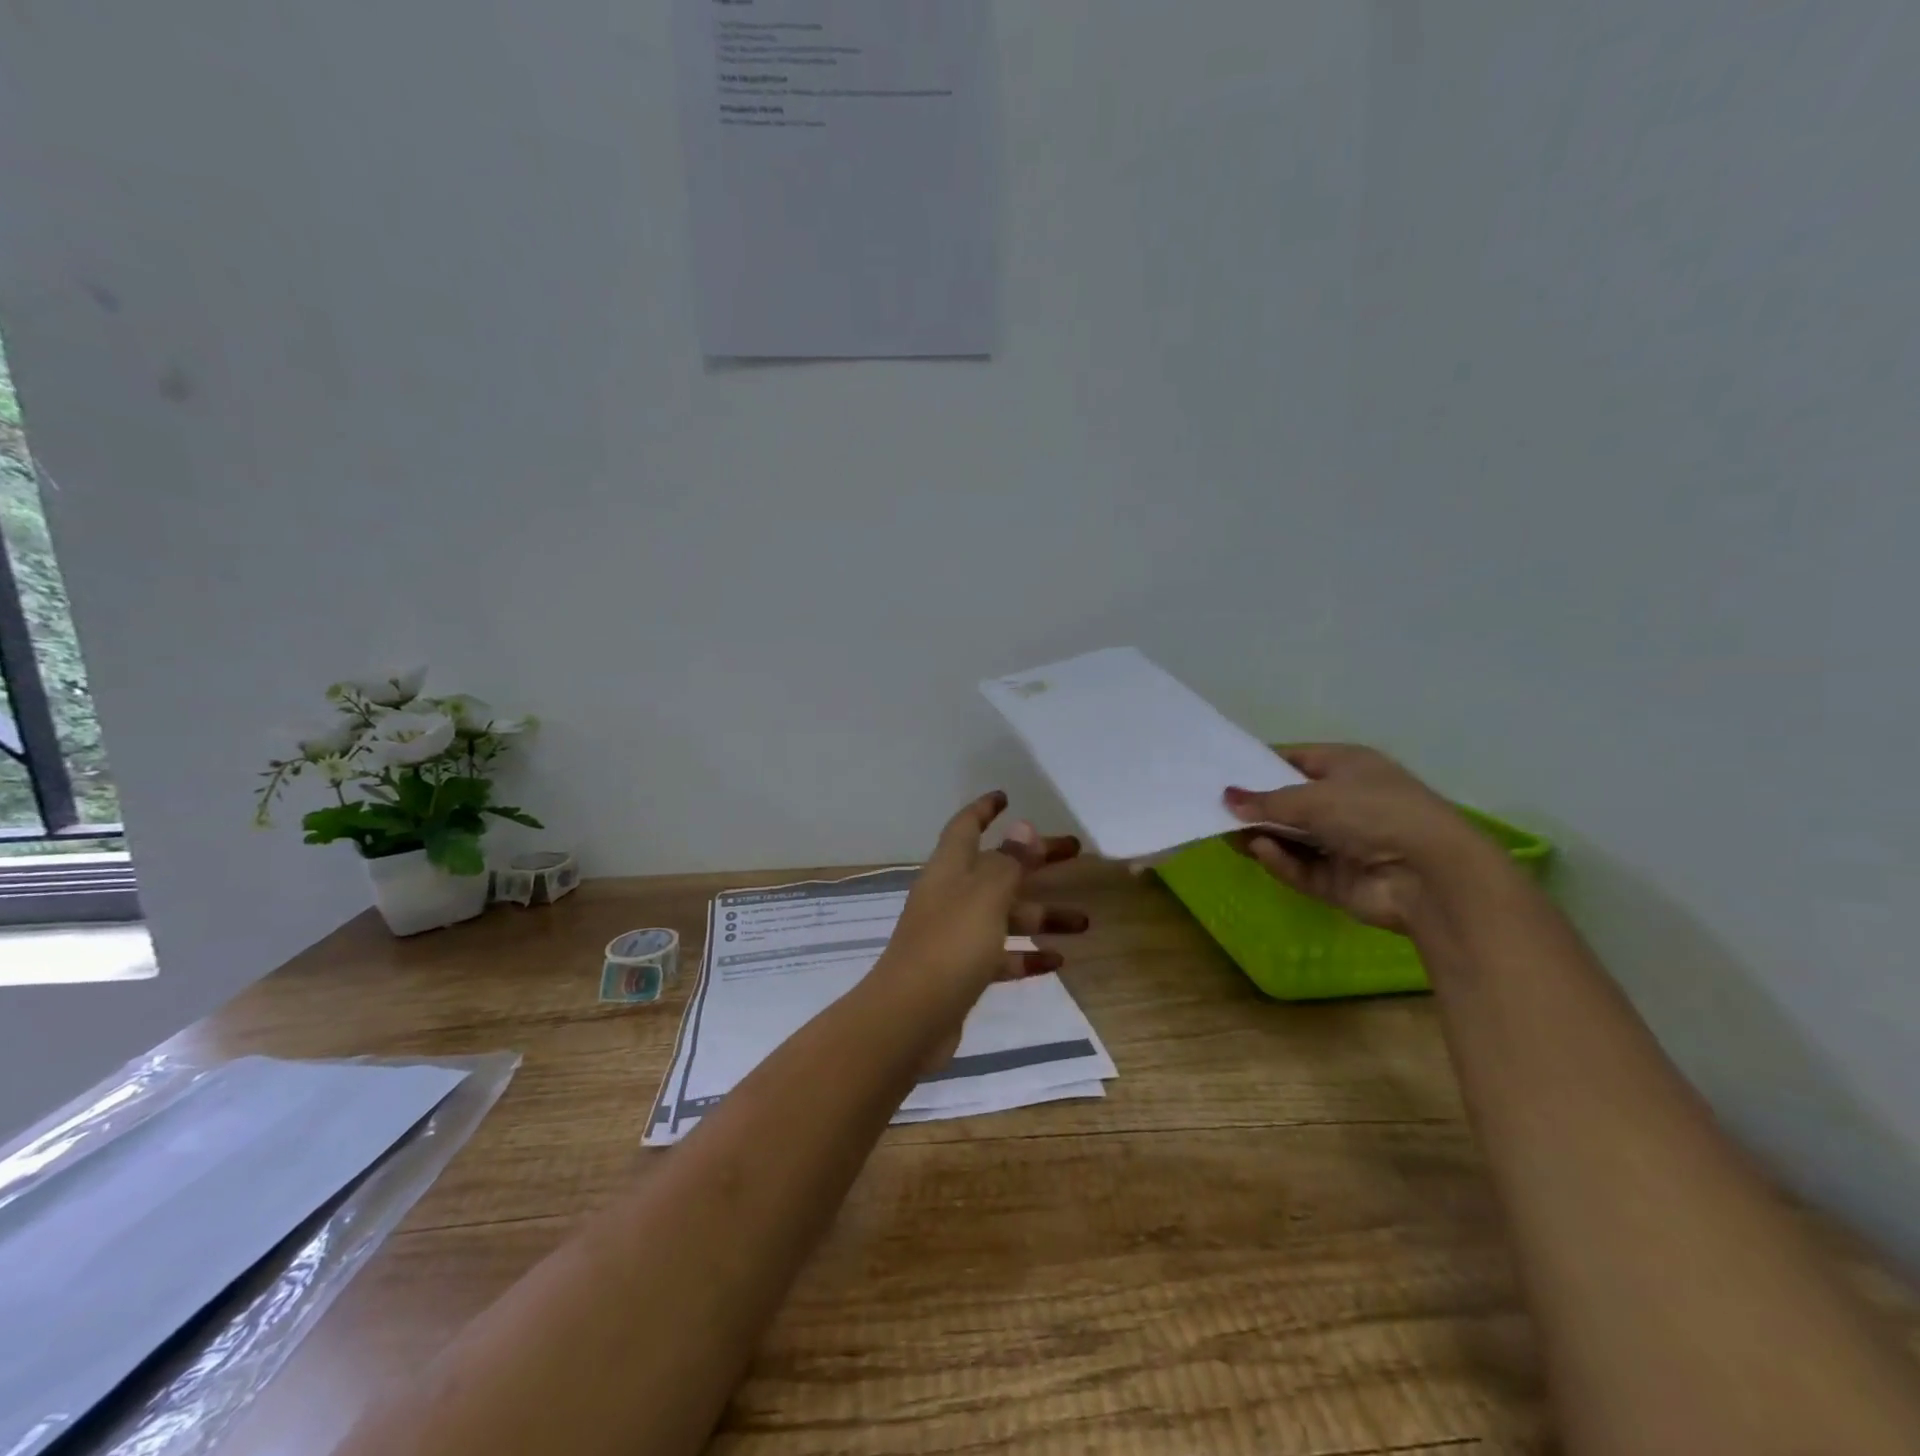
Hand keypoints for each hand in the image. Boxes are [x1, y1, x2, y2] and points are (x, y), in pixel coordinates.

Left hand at [874, 791, 1087, 1067]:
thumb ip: (1008, 862)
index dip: (984, 809)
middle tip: (1075, 852)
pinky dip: (1027, 955)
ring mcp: (955, 935)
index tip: (1006, 796)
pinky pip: (1001, 955)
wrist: (910, 1018)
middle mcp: (951, 896)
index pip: (966, 827)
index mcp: (949, 870)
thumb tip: (1023, 826)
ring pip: (1005, 915)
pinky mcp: (961, 972)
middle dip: (1035, 860)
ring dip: (1042, 915)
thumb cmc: (950, 945)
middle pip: (998, 869)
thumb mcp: (986, 896)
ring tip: (1084, 922)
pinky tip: (1057, 961)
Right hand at [1223, 744, 1505, 934]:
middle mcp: (1345, 802)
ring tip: (1228, 834)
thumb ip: (1265, 801)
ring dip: (1262, 836)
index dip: (1259, 766)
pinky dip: (1280, 860)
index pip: (1295, 760)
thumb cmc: (1373, 812)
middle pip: (1288, 803)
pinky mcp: (1338, 880)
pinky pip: (1300, 867)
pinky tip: (1260, 852)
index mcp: (1348, 767)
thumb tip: (1225, 797)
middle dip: (1255, 807)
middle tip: (1215, 810)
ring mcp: (1343, 843)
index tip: (1222, 773)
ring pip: (1290, 838)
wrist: (1430, 875)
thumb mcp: (1313, 797)